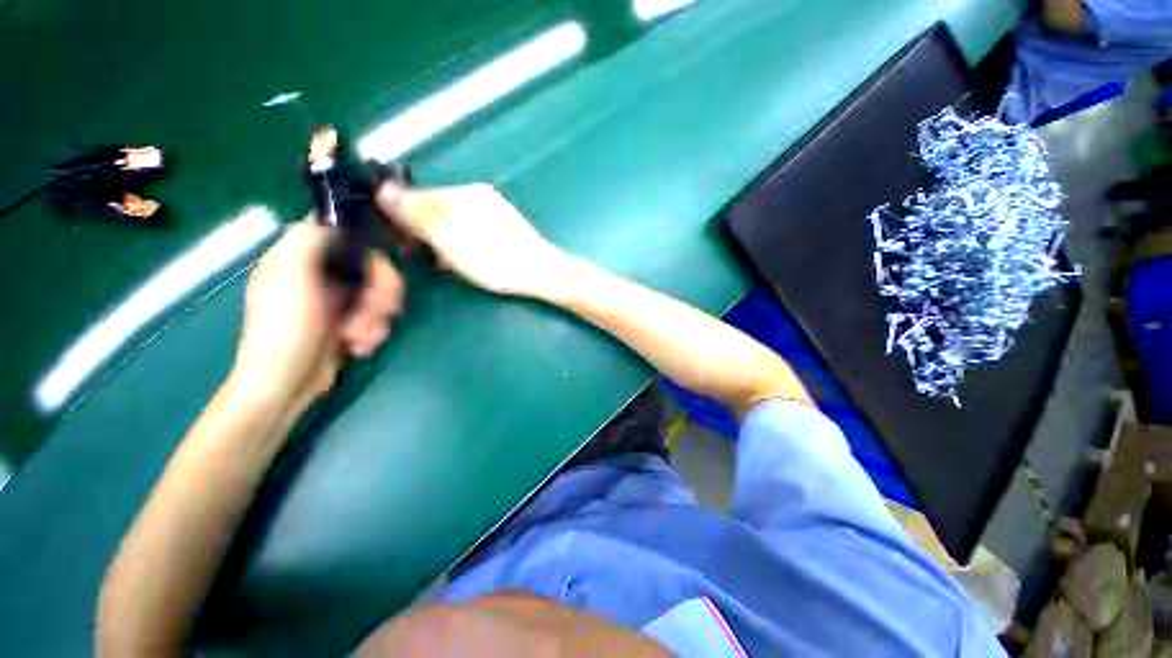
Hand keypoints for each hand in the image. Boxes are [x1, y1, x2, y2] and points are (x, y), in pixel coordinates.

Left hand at [232, 219, 403, 412]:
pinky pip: (379, 316)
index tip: (377, 268)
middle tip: (381, 311)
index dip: (365, 247)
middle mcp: (320, 274)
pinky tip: (360, 347)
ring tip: (362, 338)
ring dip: (378, 317)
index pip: (343, 234)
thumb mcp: (290, 279)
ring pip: (380, 293)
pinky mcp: (350, 321)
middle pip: (371, 266)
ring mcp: (337, 300)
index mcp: (300, 258)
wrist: (284, 386)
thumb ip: (307, 242)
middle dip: (381, 292)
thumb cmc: (284, 332)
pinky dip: (375, 331)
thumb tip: (331, 219)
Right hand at [376, 183, 566, 298]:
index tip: (404, 245)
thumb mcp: (451, 244)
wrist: (541, 272)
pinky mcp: (505, 220)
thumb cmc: (495, 263)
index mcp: (462, 194)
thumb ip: (419, 219)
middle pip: (438, 207)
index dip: (405, 220)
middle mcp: (477, 193)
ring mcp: (494, 206)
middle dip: (428, 232)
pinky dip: (465, 240)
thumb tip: (384, 191)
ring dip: (447, 239)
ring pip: (455, 218)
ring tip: (452, 264)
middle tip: (433, 260)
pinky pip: (473, 225)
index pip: (418, 197)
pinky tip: (471, 258)